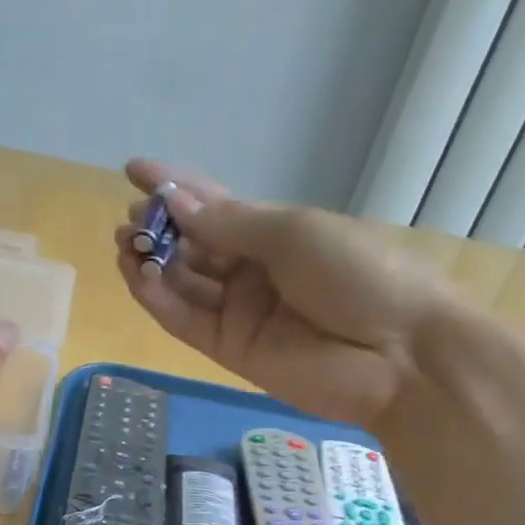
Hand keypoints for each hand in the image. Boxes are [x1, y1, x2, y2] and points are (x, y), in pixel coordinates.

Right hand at [113, 159, 461, 425]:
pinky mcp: (229, 350)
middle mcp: (252, 271)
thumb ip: (229, 225)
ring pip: (182, 284)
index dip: (175, 187)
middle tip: (130, 220)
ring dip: (151, 263)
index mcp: (276, 234)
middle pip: (193, 246)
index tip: (134, 170)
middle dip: (159, 228)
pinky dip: (157, 300)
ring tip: (125, 244)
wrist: (399, 354)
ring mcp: (239, 312)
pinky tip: (137, 276)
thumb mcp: (294, 234)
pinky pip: (185, 320)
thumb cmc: (358, 274)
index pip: (215, 207)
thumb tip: (174, 203)